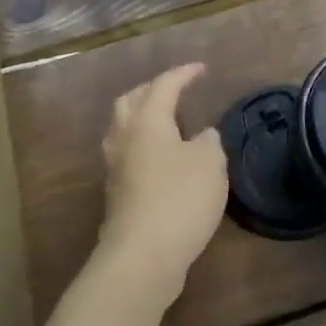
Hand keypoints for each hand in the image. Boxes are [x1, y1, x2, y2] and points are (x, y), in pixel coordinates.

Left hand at [98, 63, 227, 305]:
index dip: (185, 74)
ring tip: (168, 121)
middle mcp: (124, 136)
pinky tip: (162, 158)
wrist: (142, 256)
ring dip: (143, 117)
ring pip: (124, 127)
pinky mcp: (116, 193)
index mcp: (147, 120)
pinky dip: (144, 144)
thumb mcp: (210, 162)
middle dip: (153, 90)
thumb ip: (210, 141)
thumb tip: (203, 135)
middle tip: (176, 91)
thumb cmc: (180, 198)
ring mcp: (115, 166)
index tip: (203, 69)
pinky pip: (127, 153)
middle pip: (132, 100)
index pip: (164, 84)